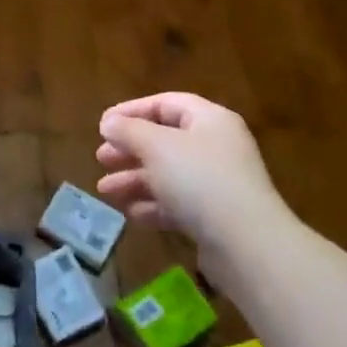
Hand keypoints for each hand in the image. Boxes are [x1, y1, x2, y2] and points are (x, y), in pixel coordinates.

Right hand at [95, 92, 293, 287]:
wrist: (246, 243)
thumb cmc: (199, 180)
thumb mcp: (156, 146)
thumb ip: (128, 130)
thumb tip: (109, 122)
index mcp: (209, 120)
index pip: (166, 103)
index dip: (131, 111)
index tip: (102, 125)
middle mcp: (216, 146)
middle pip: (165, 140)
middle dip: (130, 149)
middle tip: (101, 158)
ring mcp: (218, 183)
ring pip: (168, 174)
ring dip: (135, 180)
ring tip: (105, 191)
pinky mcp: (215, 216)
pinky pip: (178, 203)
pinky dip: (153, 205)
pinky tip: (131, 214)